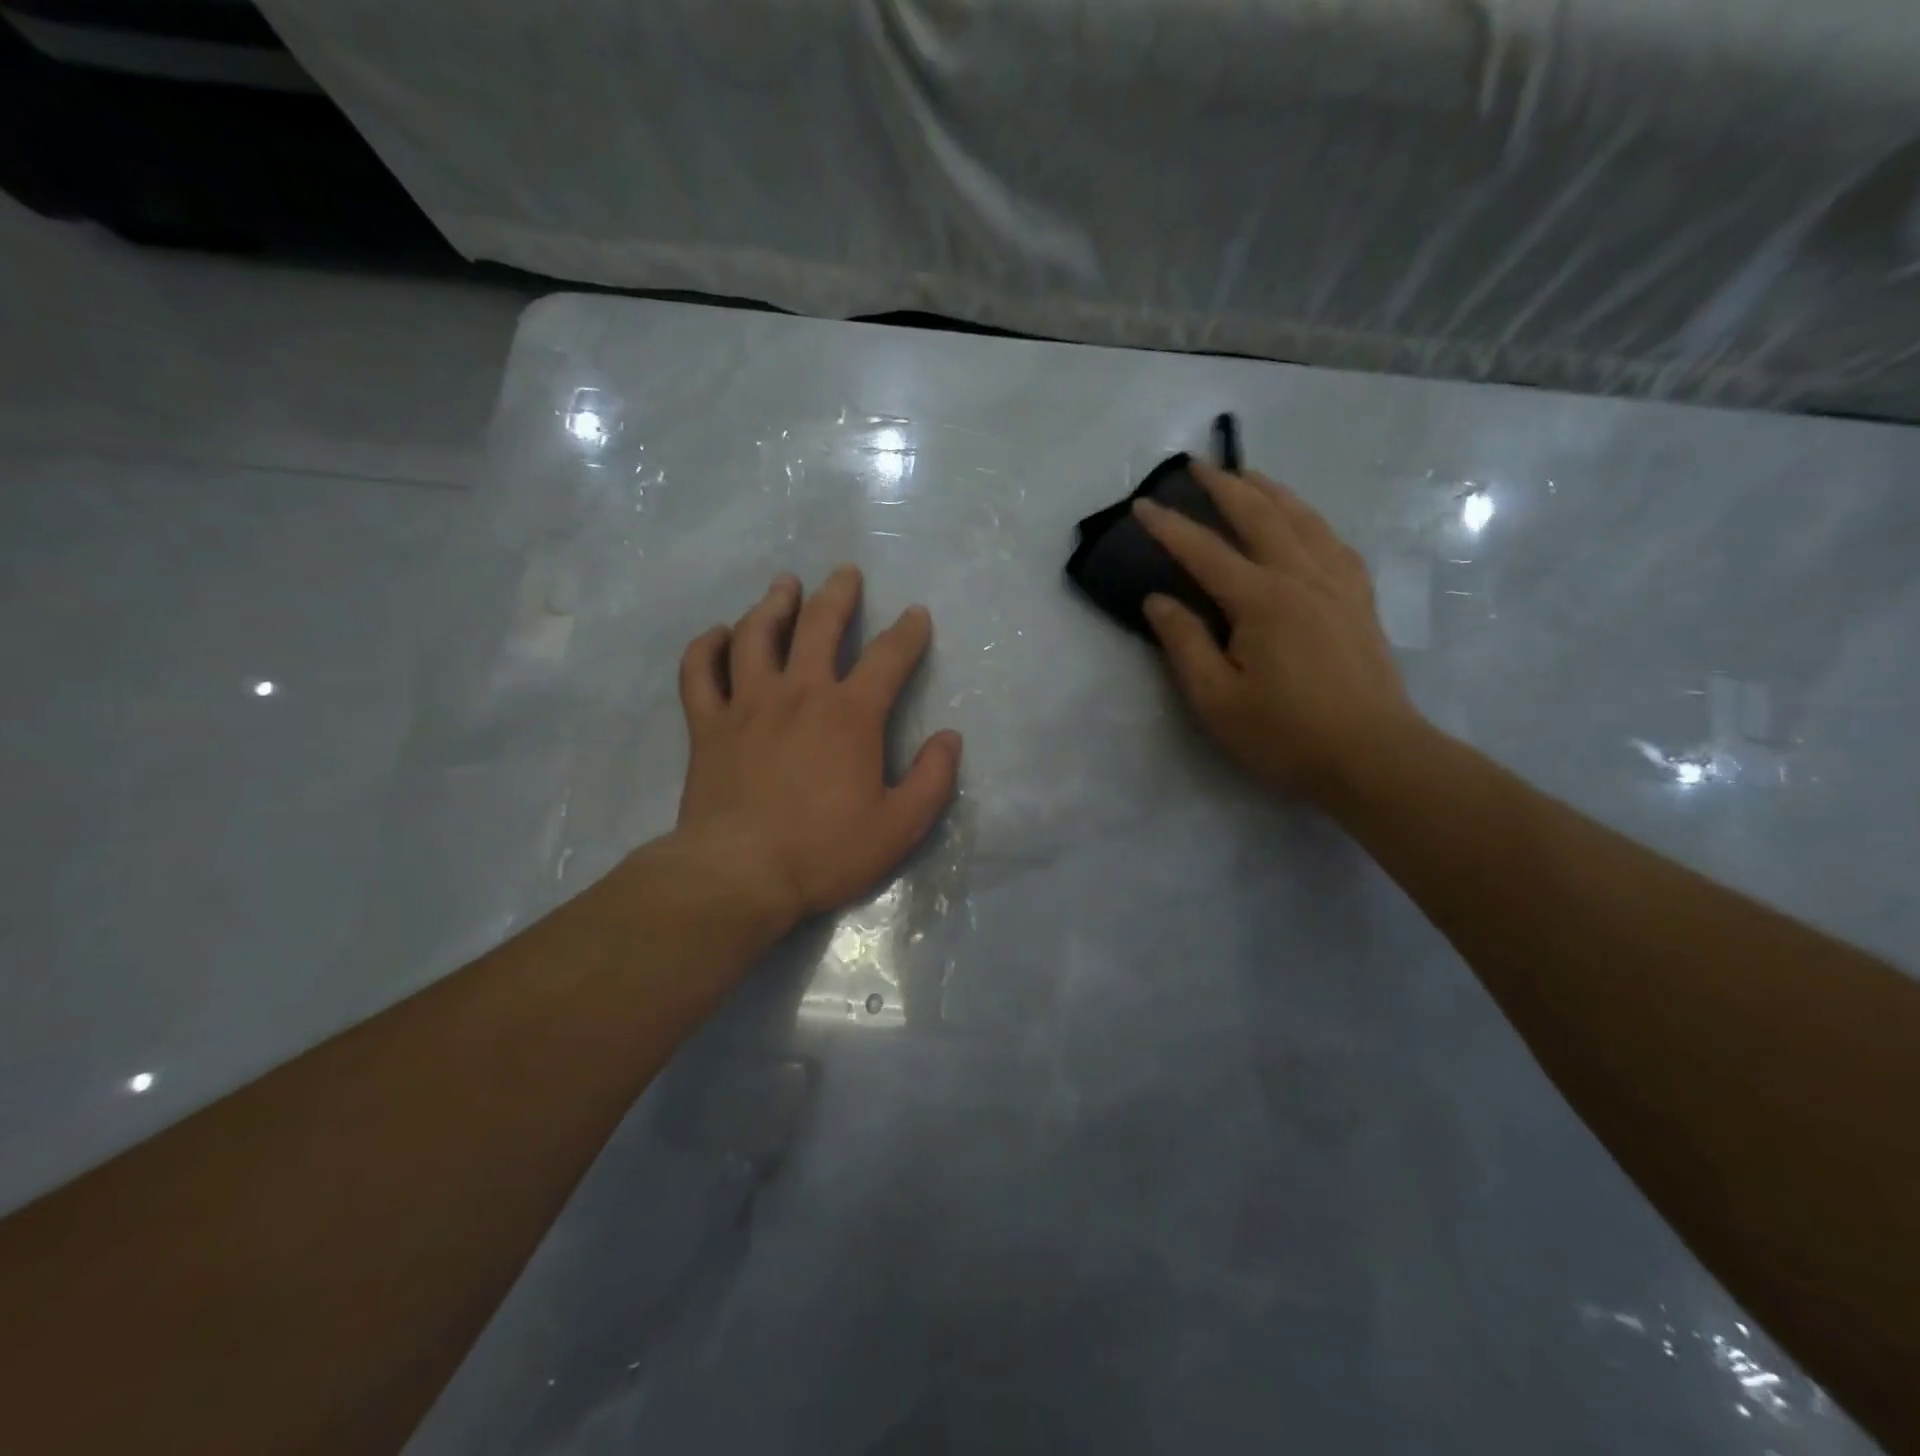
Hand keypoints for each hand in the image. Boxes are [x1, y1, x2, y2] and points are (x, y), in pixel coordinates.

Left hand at [669, 566, 961, 934]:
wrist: (739, 874)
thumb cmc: (824, 851)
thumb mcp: (899, 826)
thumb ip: (932, 779)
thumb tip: (950, 739)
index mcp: (850, 714)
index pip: (888, 657)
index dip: (908, 632)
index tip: (916, 615)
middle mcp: (799, 693)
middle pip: (818, 626)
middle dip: (837, 595)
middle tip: (845, 574)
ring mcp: (747, 704)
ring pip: (757, 635)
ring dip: (773, 604)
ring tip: (784, 585)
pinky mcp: (708, 725)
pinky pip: (699, 672)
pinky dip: (706, 647)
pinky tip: (718, 635)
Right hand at [1133, 459, 1415, 801]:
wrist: (1373, 756)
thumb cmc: (1285, 734)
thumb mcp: (1217, 700)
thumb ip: (1184, 644)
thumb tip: (1157, 600)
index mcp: (1262, 601)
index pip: (1205, 552)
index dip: (1170, 527)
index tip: (1141, 505)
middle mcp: (1302, 577)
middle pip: (1260, 517)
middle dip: (1225, 487)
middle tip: (1198, 464)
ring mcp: (1339, 584)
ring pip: (1303, 519)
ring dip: (1271, 491)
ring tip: (1248, 476)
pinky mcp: (1360, 600)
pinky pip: (1334, 541)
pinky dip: (1311, 519)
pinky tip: (1304, 521)